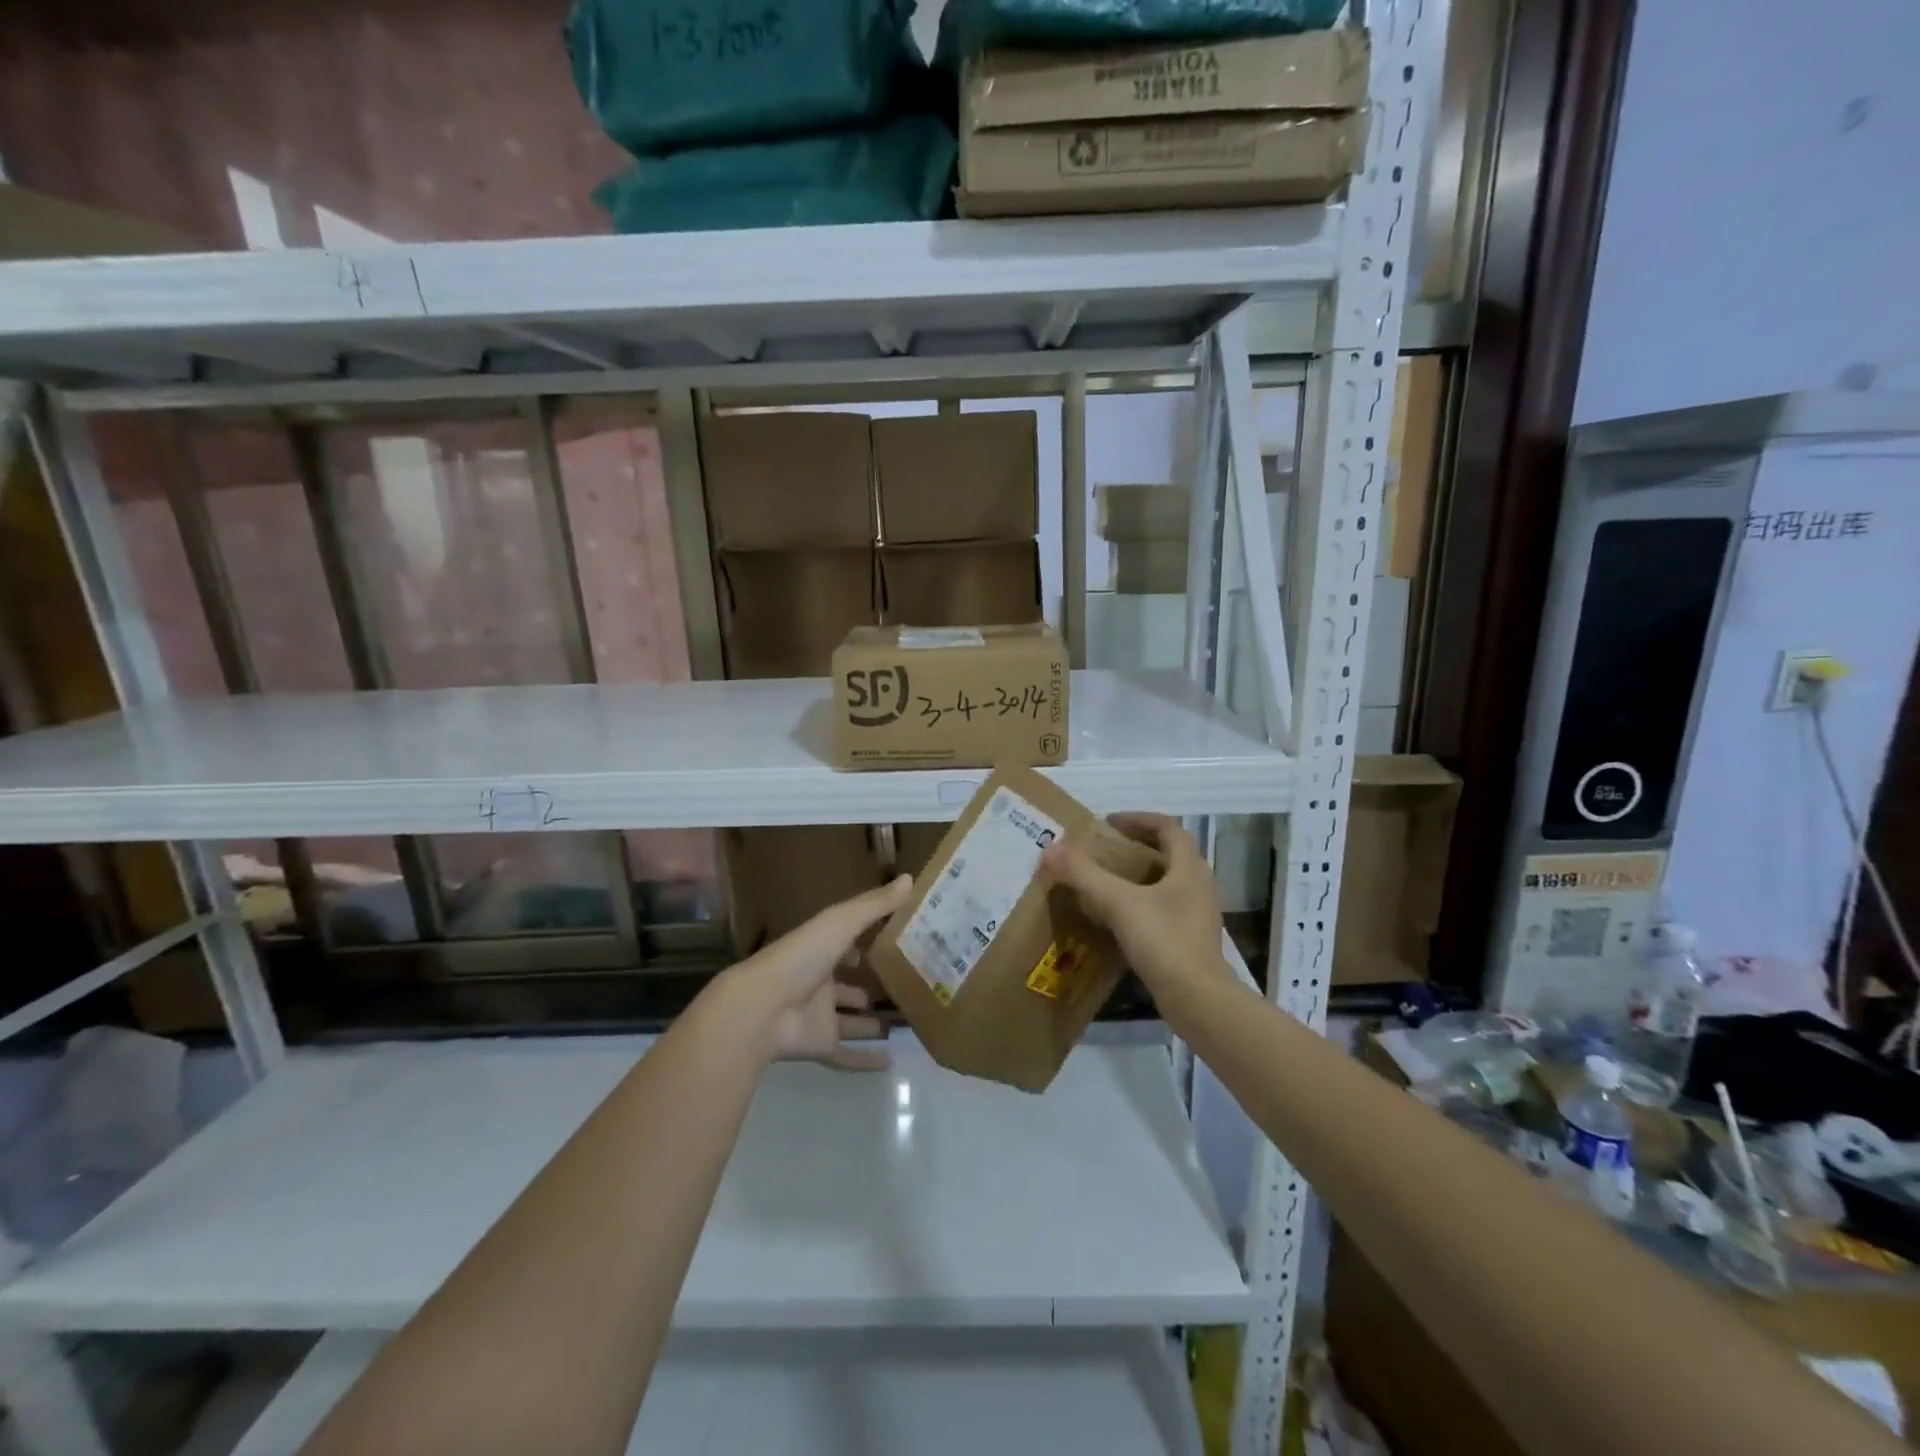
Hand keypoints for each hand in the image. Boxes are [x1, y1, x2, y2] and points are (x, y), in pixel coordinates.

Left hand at [731, 874, 912, 1070]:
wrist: (762, 1008)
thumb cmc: (801, 957)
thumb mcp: (841, 922)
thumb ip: (875, 905)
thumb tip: (910, 878)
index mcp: (821, 949)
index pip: (848, 943)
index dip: (869, 941)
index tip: (901, 941)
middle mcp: (819, 981)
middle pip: (850, 985)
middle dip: (872, 986)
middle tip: (910, 988)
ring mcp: (818, 1016)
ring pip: (850, 1020)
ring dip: (872, 1022)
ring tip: (906, 1023)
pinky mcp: (819, 1045)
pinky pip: (845, 1054)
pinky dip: (865, 1060)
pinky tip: (892, 1061)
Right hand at [1040, 814, 1225, 999]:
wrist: (1197, 1000)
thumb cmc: (1164, 941)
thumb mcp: (1119, 902)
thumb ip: (1084, 874)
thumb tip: (1050, 849)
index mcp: (1189, 867)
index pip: (1167, 827)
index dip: (1137, 819)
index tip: (1108, 823)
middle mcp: (1198, 885)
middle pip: (1167, 853)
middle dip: (1133, 848)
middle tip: (1100, 852)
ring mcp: (1196, 914)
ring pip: (1165, 883)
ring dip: (1136, 877)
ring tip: (1102, 883)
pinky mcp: (1189, 939)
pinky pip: (1162, 909)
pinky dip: (1139, 904)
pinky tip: (1115, 919)